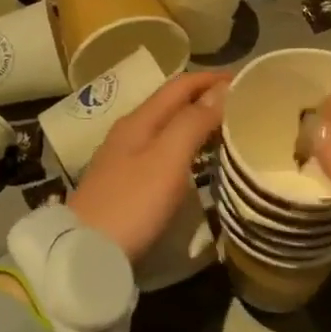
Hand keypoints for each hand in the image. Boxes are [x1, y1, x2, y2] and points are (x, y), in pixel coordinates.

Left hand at [69, 70, 229, 264]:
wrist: (84, 252)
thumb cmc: (132, 203)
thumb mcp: (167, 159)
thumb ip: (193, 122)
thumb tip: (221, 90)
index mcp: (139, 120)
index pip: (180, 85)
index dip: (212, 79)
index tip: (246, 81)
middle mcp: (129, 132)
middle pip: (172, 104)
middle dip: (206, 98)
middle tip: (242, 106)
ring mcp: (123, 158)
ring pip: (166, 128)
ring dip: (196, 123)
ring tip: (227, 131)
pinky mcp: (124, 183)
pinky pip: (161, 151)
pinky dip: (185, 146)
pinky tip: (197, 161)